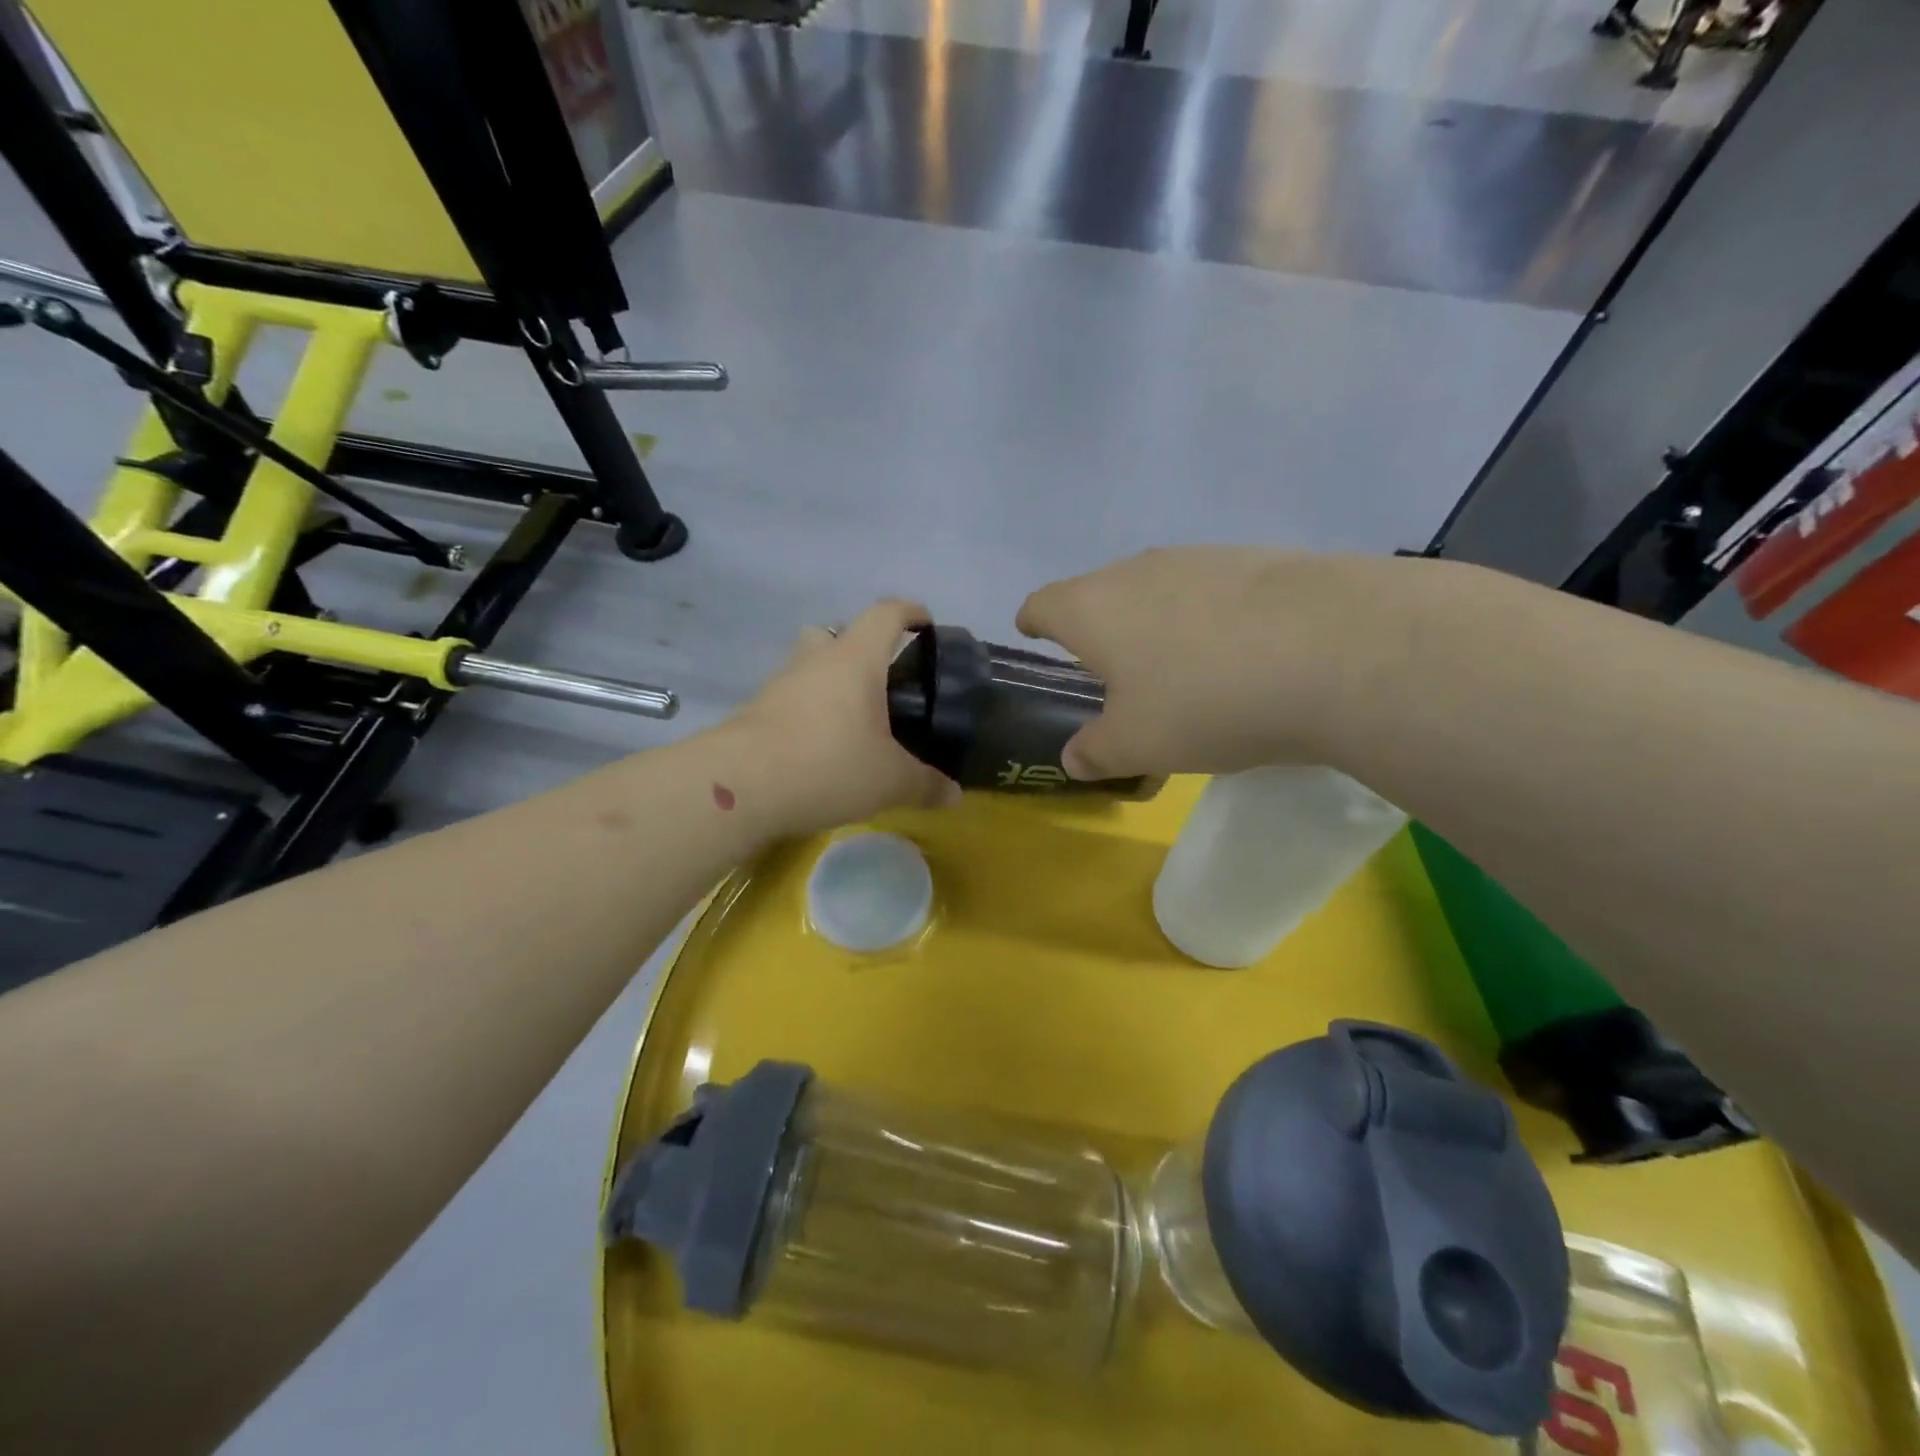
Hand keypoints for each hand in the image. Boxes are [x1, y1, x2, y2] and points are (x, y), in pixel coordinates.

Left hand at [728, 598, 960, 837]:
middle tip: (883, 680)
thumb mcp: (889, 781)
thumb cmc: (829, 764)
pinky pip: (791, 700)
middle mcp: (815, 660)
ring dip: (830, 681)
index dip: (910, 612)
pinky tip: (822, 747)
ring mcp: (780, 684)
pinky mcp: (756, 712)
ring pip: (808, 665)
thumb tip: (955, 795)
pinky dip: (809, 712)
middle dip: (860, 647)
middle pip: (836, 632)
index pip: (885, 614)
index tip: (926, 623)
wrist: (740, 786)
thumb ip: (925, 785)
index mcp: (855, 660)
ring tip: (854, 719)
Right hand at [1016, 548, 1403, 779]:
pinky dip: (1209, 619)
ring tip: (1179, 668)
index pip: (1043, 604)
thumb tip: (1074, 758)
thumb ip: (1095, 752)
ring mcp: (1201, 558)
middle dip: (1098, 628)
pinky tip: (1240, 654)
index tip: (1033, 634)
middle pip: (1099, 593)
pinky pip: (1212, 591)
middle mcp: (1138, 570)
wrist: (1336, 649)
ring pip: (1158, 589)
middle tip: (1110, 671)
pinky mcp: (1258, 559)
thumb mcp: (1138, 745)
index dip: (1033, 622)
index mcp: (1093, 608)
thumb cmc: (1205, 700)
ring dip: (1156, 622)